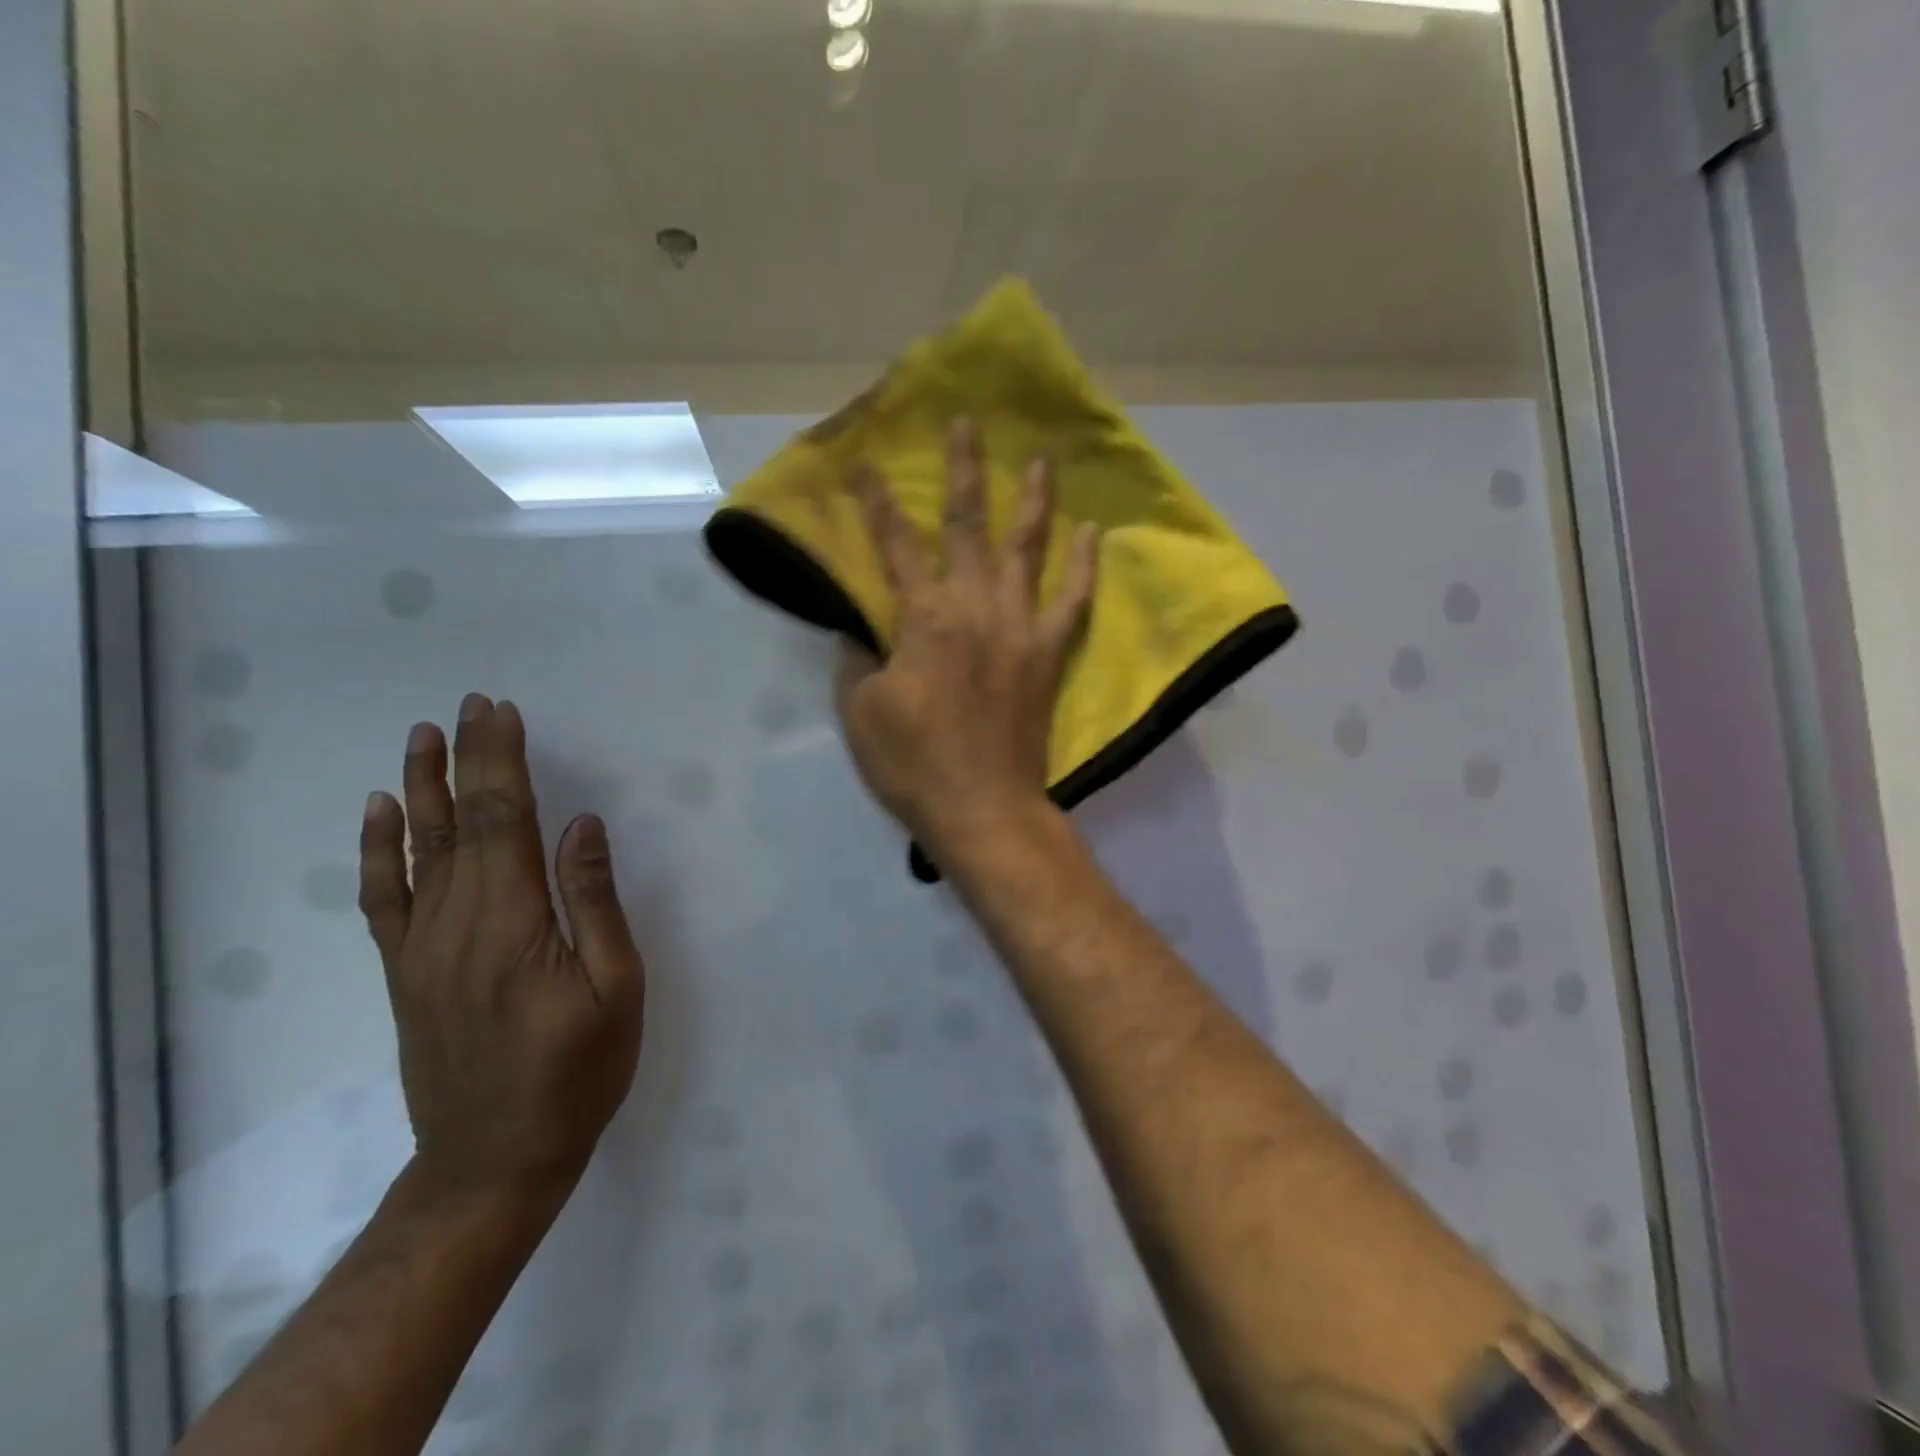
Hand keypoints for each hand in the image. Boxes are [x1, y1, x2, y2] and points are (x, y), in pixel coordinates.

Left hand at [358, 695, 644, 1201]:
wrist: (493, 1160)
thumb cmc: (577, 1072)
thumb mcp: (616, 989)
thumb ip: (594, 903)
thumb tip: (583, 826)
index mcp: (512, 923)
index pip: (503, 821)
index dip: (502, 763)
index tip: (504, 715)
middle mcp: (455, 923)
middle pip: (458, 823)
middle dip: (469, 758)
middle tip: (474, 705)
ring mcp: (420, 948)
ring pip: (414, 850)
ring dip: (420, 786)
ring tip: (424, 735)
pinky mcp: (405, 972)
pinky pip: (383, 898)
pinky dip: (377, 850)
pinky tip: (378, 813)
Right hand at [836, 417, 1099, 860]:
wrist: (983, 808)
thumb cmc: (914, 763)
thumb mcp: (861, 710)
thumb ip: (860, 657)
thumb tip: (863, 625)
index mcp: (925, 618)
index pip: (895, 545)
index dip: (878, 503)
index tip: (867, 465)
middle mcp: (976, 607)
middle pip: (968, 525)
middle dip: (963, 470)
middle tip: (967, 423)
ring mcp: (1020, 628)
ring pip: (1027, 549)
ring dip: (1033, 500)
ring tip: (1042, 459)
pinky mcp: (1048, 655)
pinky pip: (1073, 602)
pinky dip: (1084, 566)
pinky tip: (1093, 533)